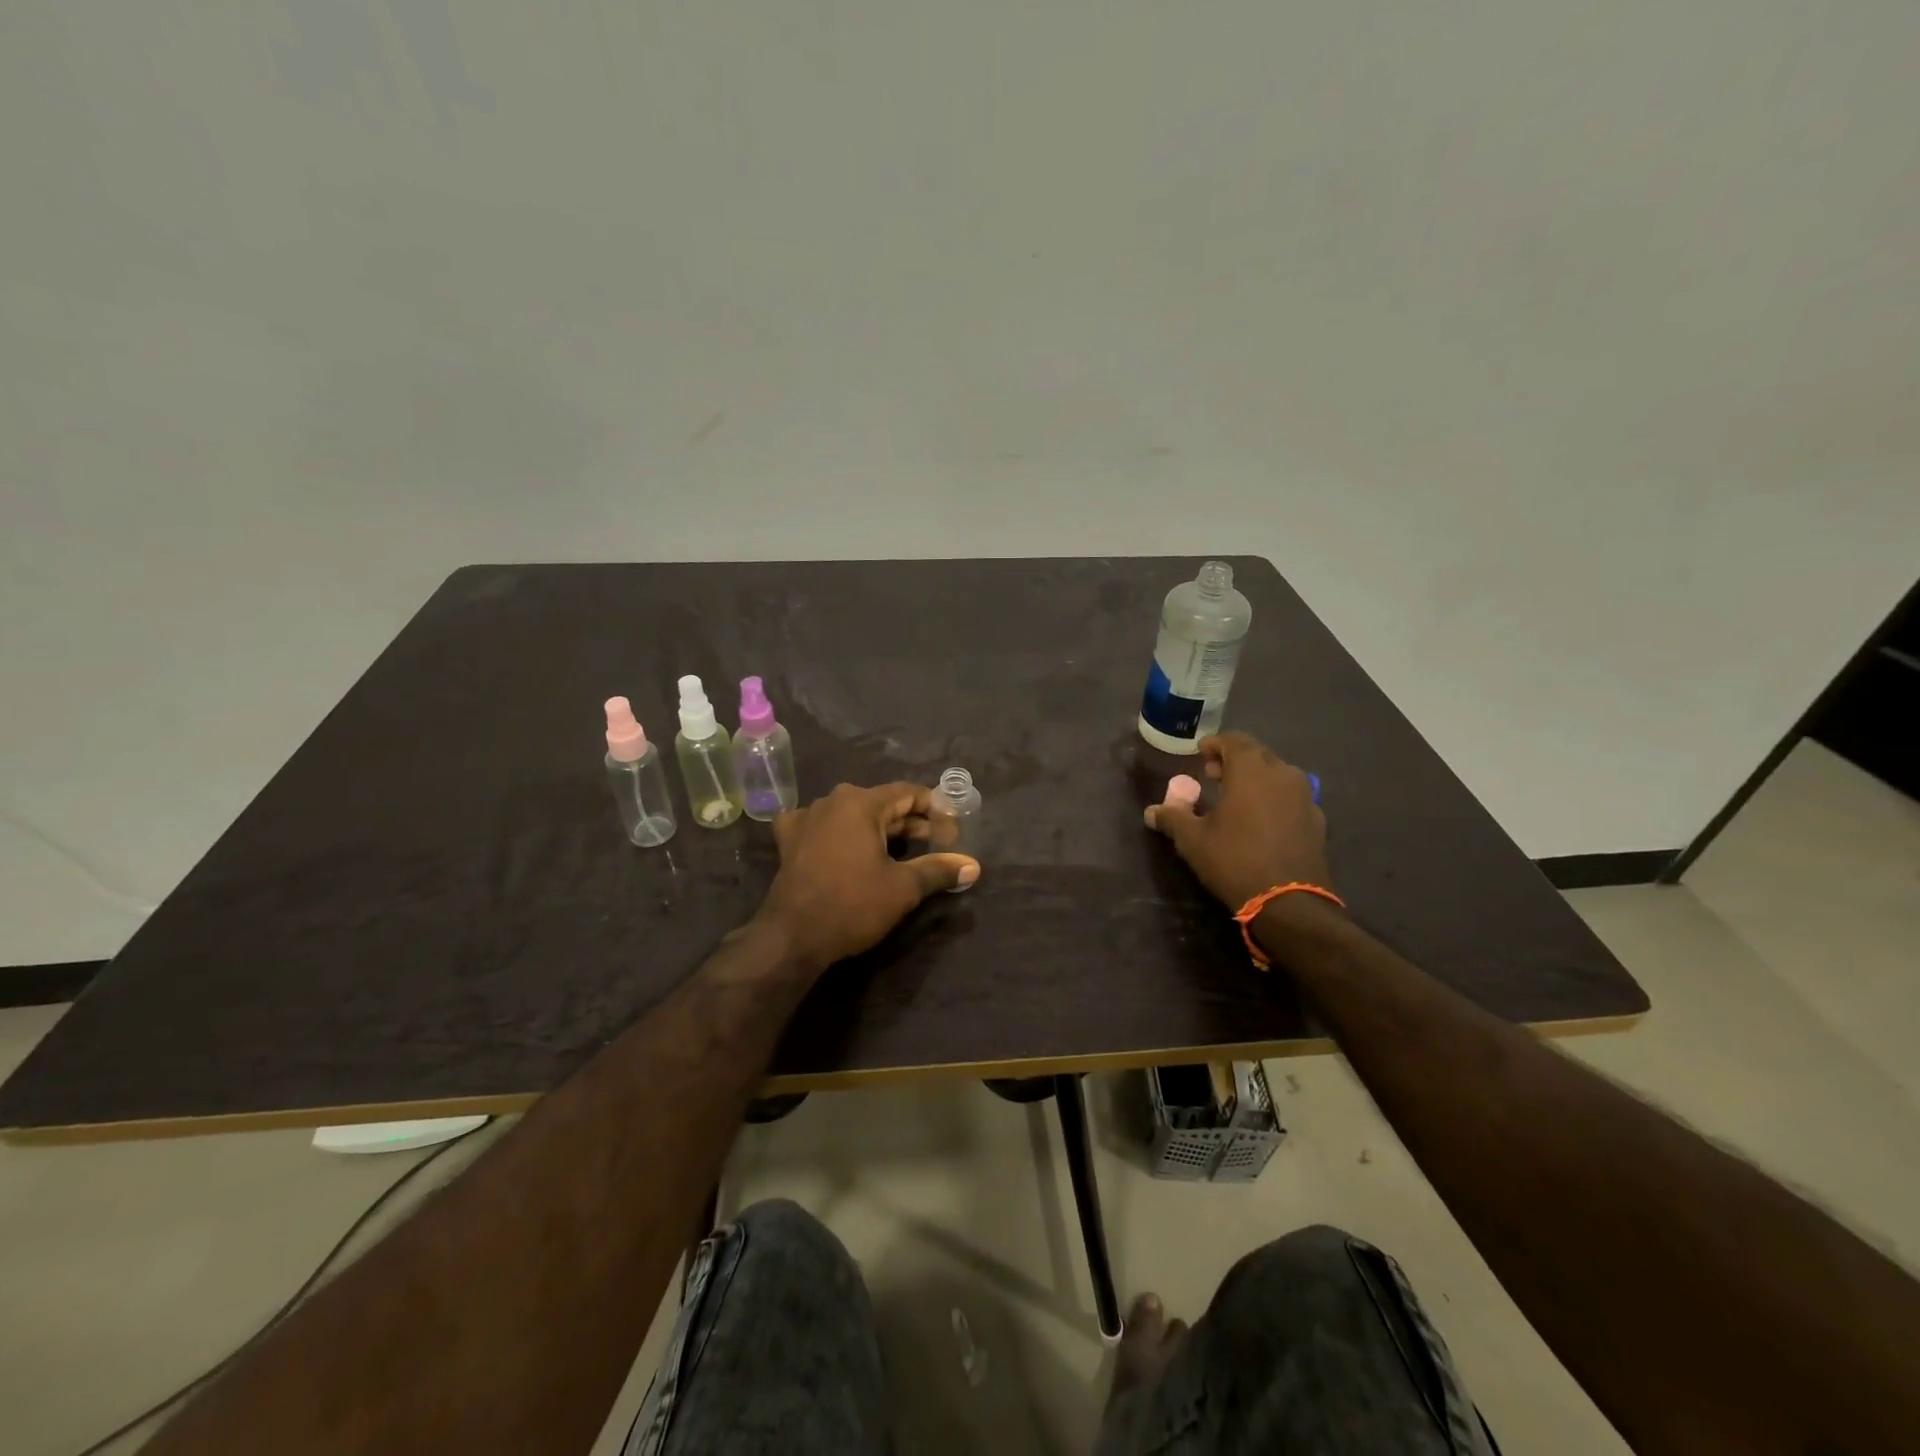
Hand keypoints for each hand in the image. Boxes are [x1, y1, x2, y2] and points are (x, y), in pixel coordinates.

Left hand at [755, 783, 979, 971]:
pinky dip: (840, 834)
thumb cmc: (852, 905)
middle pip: (881, 803)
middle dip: (910, 823)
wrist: (792, 936)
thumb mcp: (903, 888)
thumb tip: (973, 866)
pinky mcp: (789, 841)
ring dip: (878, 829)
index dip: (935, 810)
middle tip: (935, 844)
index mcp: (861, 802)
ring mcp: (806, 819)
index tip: (952, 831)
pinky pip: (822, 827)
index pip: (908, 793)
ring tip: (900, 851)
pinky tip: (846, 847)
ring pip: (852, 815)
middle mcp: (832, 801)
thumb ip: (939, 870)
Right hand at [1143, 732, 1334, 910]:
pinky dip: (1274, 799)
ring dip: (1256, 779)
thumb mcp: (1192, 840)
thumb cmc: (1234, 860)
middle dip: (1234, 760)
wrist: (1289, 903)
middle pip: (1258, 755)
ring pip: (1277, 775)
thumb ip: (1172, 818)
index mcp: (1251, 771)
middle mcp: (1283, 775)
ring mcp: (1305, 797)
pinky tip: (1261, 820)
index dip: (1216, 744)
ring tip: (1237, 798)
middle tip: (1213, 775)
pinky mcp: (1317, 820)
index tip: (1201, 754)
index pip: (1235, 741)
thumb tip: (1152, 811)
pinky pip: (1291, 797)